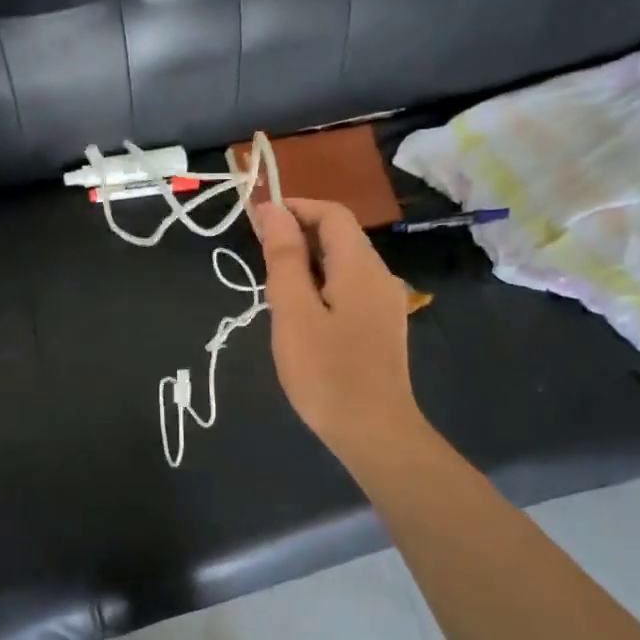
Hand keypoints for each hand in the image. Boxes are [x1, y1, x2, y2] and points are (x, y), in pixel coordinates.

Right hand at [253, 198, 425, 469]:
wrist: (373, 431)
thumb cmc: (326, 371)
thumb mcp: (293, 311)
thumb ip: (284, 257)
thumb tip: (273, 211)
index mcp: (359, 266)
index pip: (331, 214)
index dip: (294, 207)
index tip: (256, 220)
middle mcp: (379, 275)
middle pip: (339, 235)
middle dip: (297, 233)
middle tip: (257, 255)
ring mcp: (384, 302)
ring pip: (342, 263)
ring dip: (306, 260)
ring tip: (272, 285)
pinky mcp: (381, 325)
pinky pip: (348, 286)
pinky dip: (320, 283)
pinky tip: (299, 311)